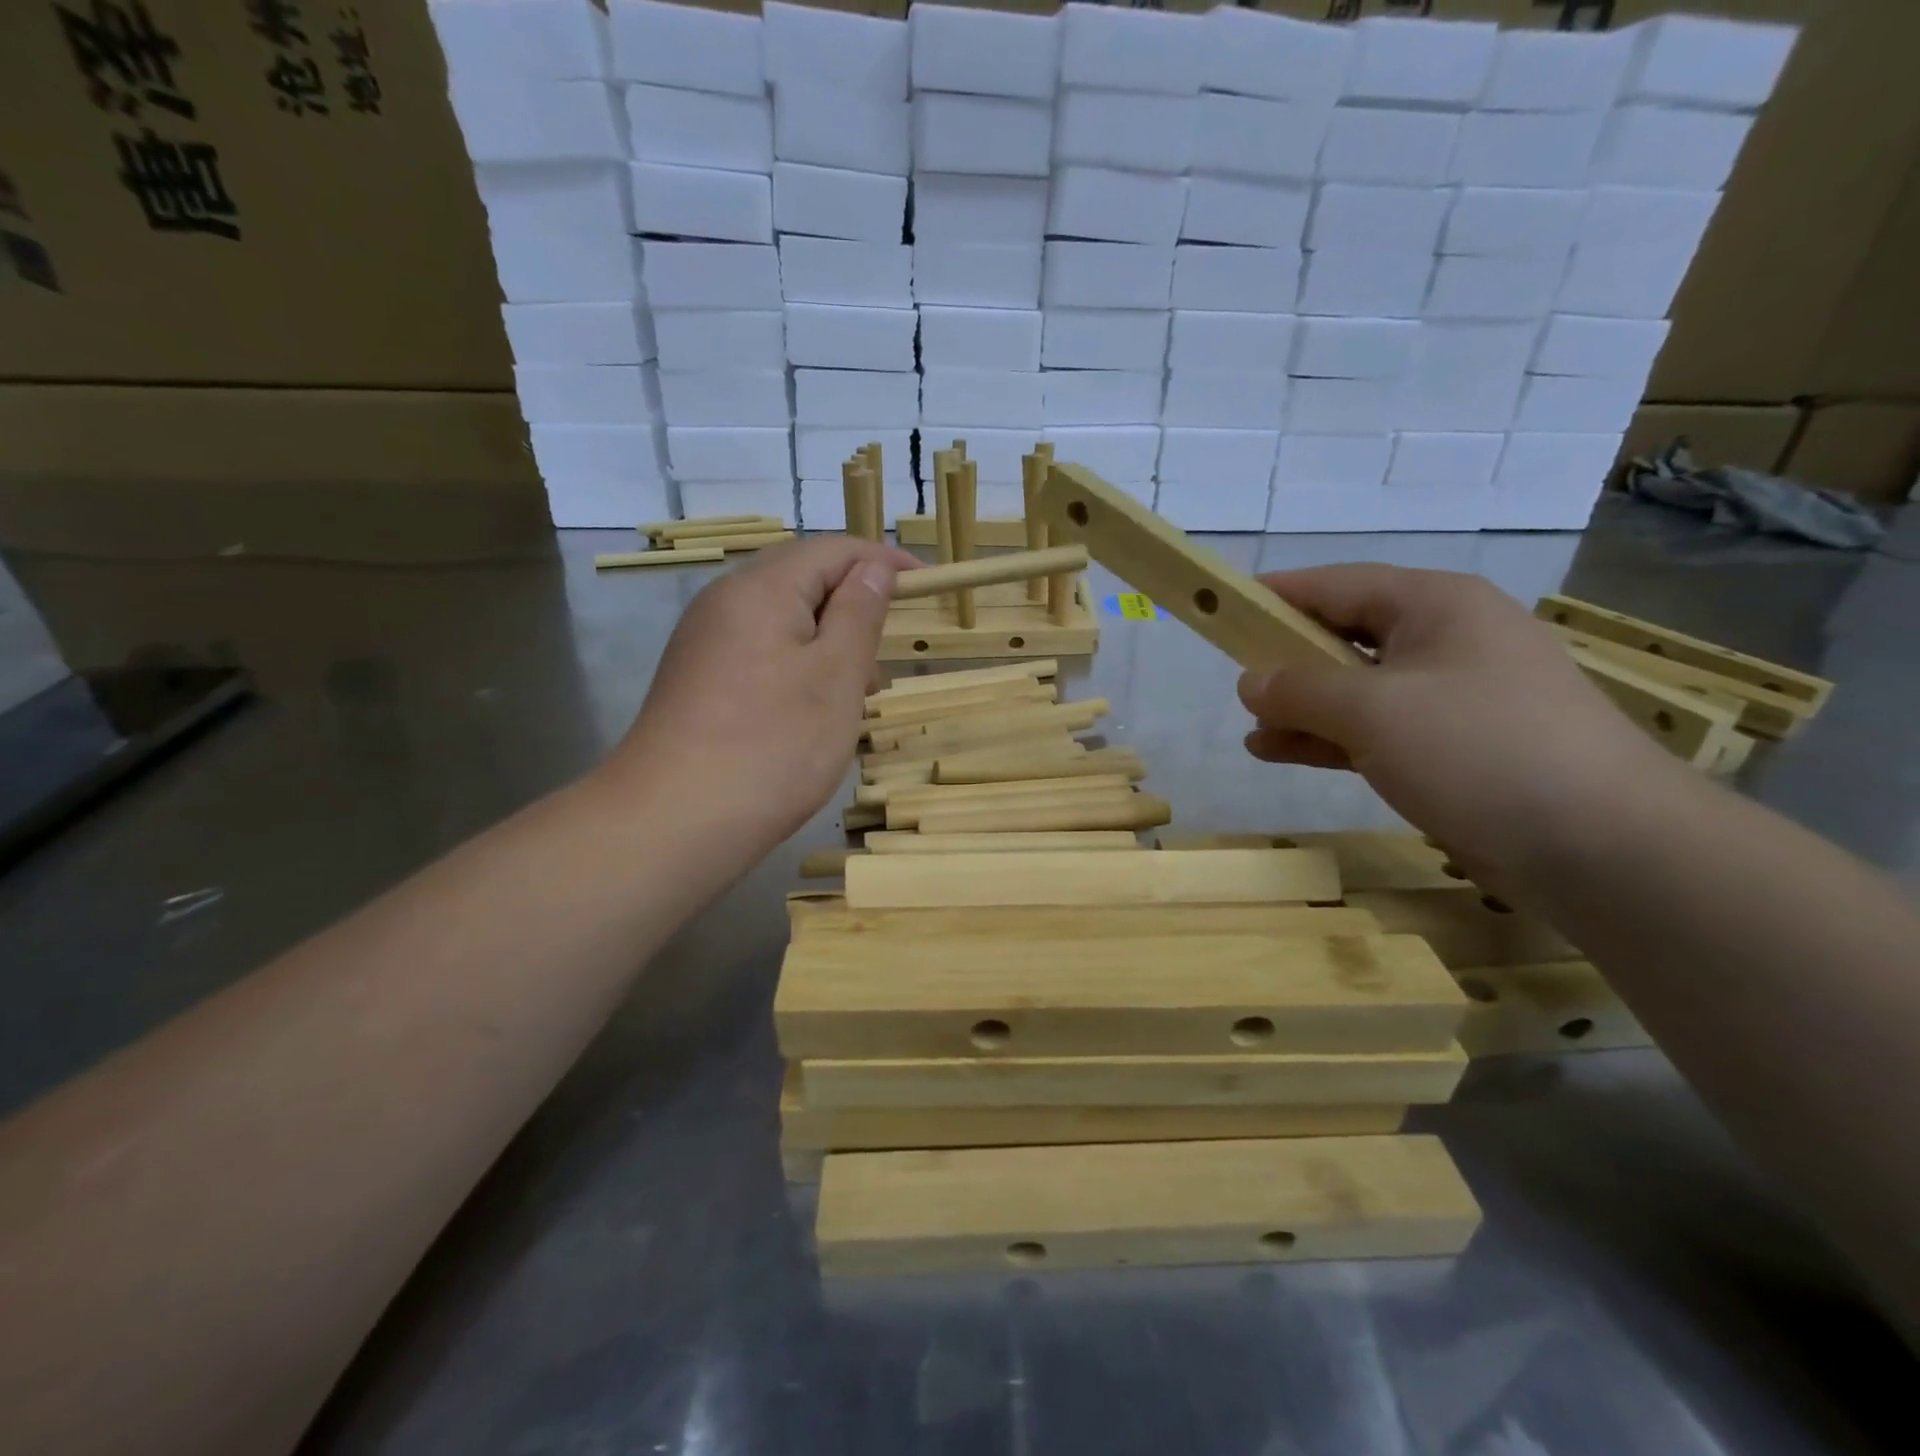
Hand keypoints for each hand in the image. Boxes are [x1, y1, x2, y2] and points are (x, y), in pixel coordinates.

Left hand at [604, 536, 918, 854]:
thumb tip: (874, 568)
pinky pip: (762, 653)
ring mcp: (706, 642)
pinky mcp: (698, 680)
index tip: (927, 586)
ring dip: (829, 642)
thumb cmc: (773, 744)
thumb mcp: (836, 675)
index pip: (834, 549)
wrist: (674, 822)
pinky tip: (813, 710)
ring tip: (858, 692)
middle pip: (804, 580)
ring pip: (784, 621)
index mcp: (762, 587)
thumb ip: (859, 613)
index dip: (885, 561)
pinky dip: (799, 667)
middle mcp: (725, 602)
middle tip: (889, 652)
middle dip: (855, 606)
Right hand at [1237, 565, 1681, 886]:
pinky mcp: (1456, 748)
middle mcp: (1446, 640)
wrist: (1602, 845)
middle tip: (1238, 683)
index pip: (1337, 584)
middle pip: (1346, 636)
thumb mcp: (1373, 710)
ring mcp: (1454, 697)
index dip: (1276, 595)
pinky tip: (1281, 752)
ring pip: (1358, 689)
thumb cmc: (1479, 749)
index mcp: (1434, 605)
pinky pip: (1377, 730)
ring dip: (1304, 708)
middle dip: (1288, 661)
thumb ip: (1300, 688)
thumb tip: (1250, 679)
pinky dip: (1330, 739)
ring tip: (1252, 729)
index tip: (1224, 608)